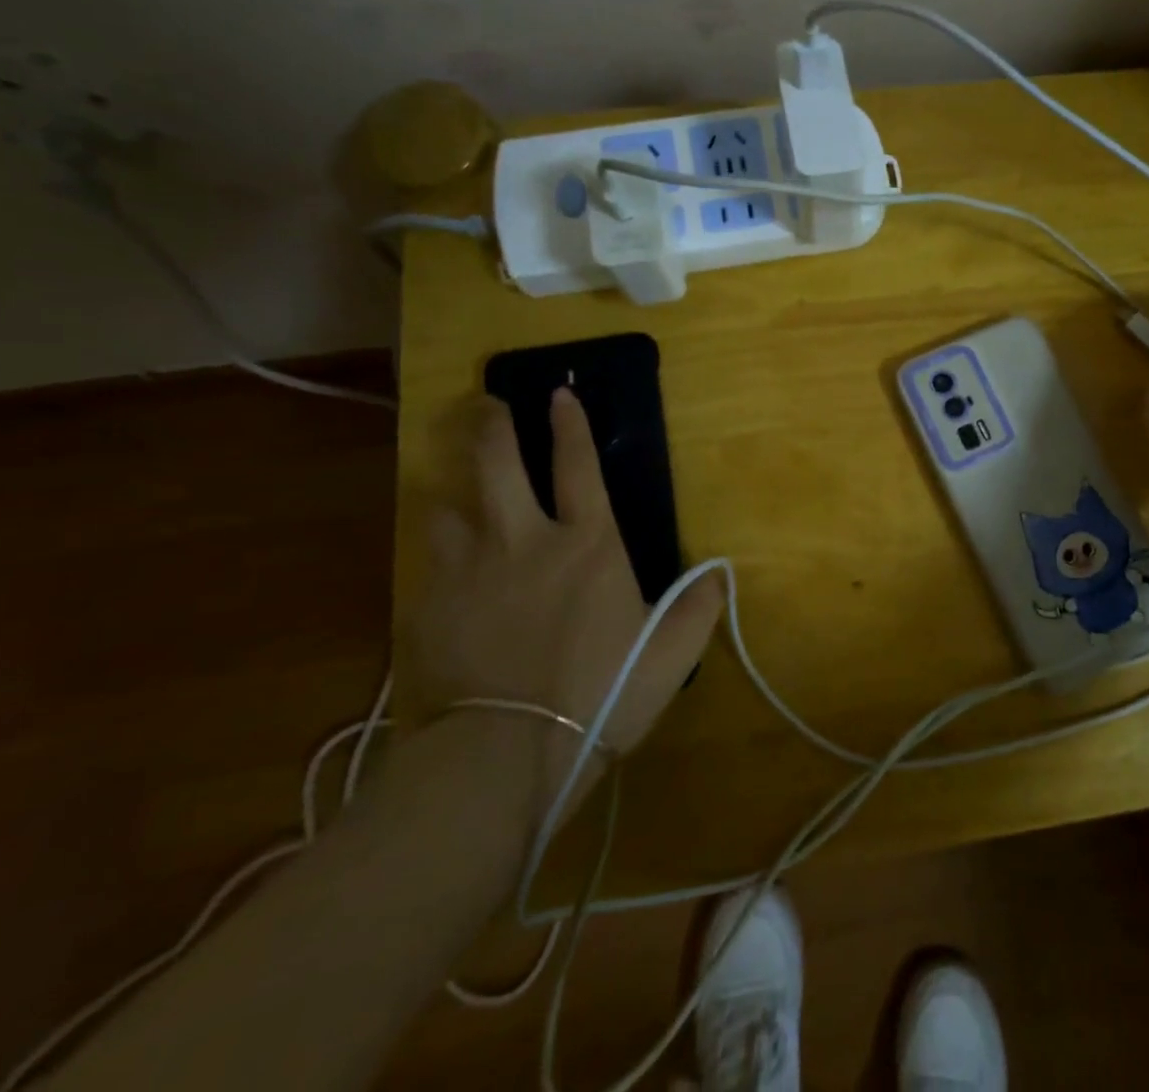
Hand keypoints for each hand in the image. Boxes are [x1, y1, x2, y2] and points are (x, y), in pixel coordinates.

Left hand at [403, 389, 723, 821]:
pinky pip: (428, 565)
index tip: (559, 393)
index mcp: (587, 545)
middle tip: (487, 405)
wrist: (505, 756)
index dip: (570, 425)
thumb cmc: (600, 694)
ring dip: (454, 494)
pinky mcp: (428, 609)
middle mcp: (524, 541)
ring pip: (446, 507)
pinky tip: (444, 573)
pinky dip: (438, 557)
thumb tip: (721, 575)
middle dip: (492, 426)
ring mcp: (468, 572)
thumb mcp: (671, 655)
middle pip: (497, 464)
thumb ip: (699, 608)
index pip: (579, 466)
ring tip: (457, 496)